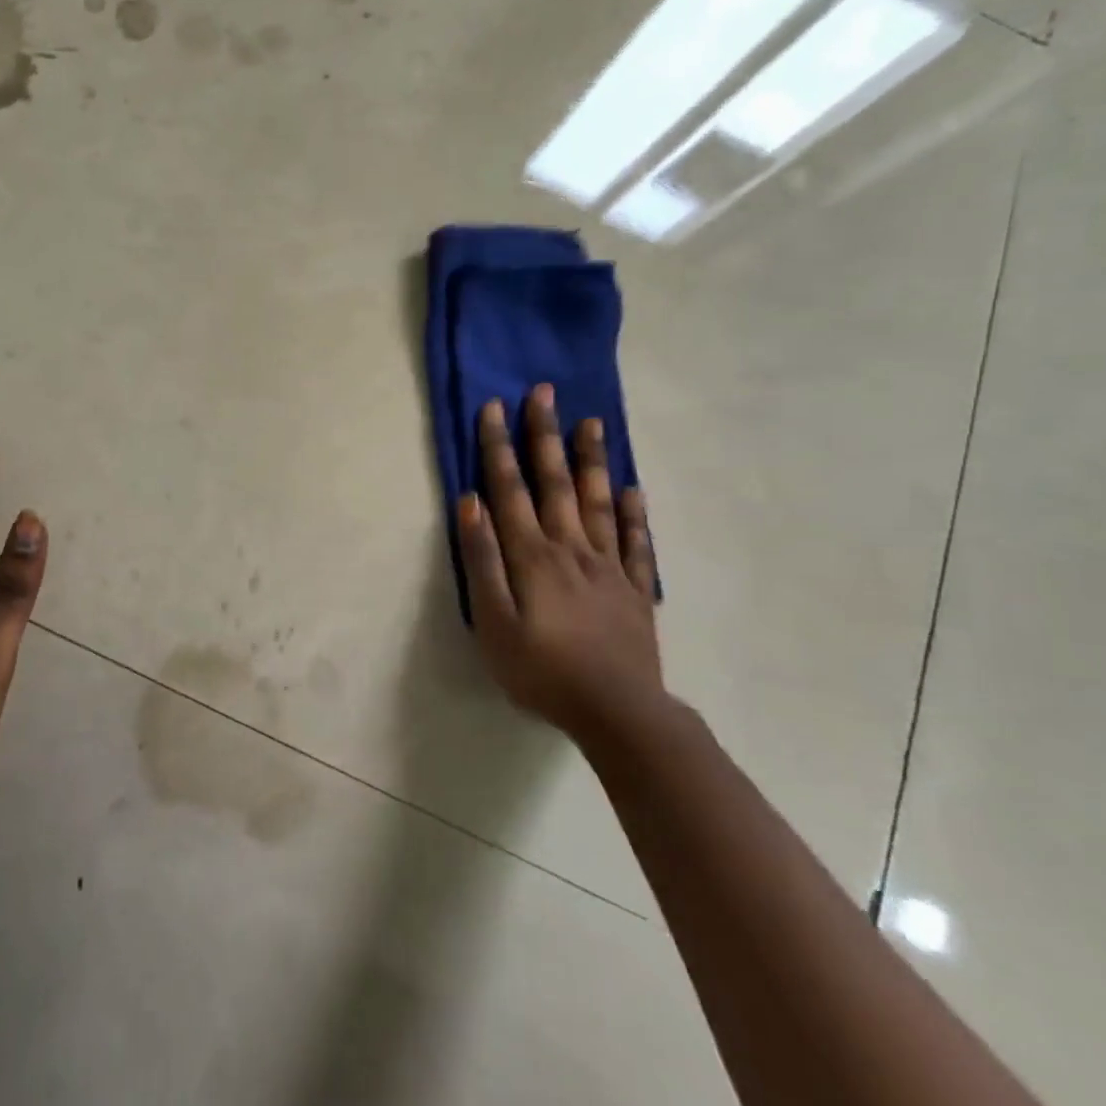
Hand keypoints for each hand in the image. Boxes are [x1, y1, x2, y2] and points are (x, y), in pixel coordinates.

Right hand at [457, 386, 662, 740]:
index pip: (510, 489)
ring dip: (592, 460)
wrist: (617, 711)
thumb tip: (470, 505)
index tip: (494, 407)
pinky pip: (636, 543)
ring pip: (598, 502)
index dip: (499, 447)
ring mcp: (608, 566)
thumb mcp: (493, 622)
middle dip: (545, 436)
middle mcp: (571, 548)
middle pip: (556, 482)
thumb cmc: (541, 670)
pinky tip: (633, 491)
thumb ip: (482, 561)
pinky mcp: (634, 590)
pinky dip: (634, 514)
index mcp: (533, 555)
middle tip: (545, 393)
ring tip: (591, 423)